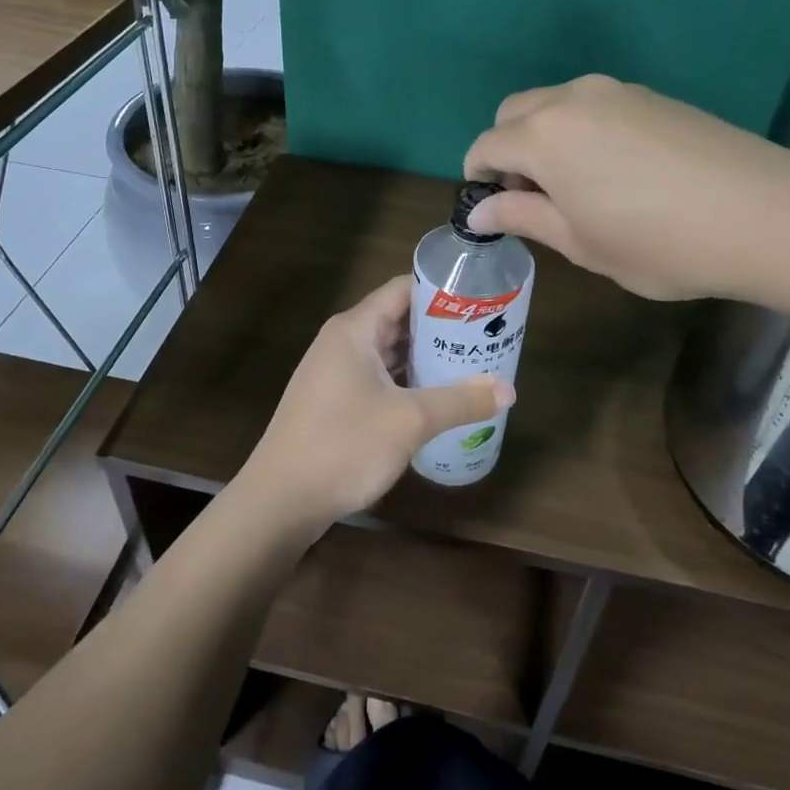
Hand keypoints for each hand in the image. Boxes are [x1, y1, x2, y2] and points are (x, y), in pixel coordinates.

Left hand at [243, 276, 513, 528]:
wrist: (280, 500)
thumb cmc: (343, 446)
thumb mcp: (410, 421)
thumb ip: (461, 401)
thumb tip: (509, 390)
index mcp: (355, 329)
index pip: (403, 289)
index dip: (442, 289)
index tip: (481, 298)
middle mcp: (342, 342)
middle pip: (398, 319)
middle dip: (441, 326)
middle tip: (486, 334)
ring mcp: (335, 373)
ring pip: (389, 352)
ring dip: (426, 356)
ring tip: (471, 361)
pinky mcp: (335, 401)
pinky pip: (379, 378)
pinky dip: (407, 381)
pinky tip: (437, 396)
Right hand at [463, 74, 789, 303]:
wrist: (765, 214)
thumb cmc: (657, 242)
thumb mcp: (579, 242)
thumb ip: (522, 217)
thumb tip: (479, 210)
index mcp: (544, 135)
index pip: (486, 146)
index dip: (477, 178)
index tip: (491, 210)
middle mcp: (573, 99)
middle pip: (515, 113)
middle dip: (507, 150)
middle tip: (531, 198)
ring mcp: (618, 91)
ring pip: (556, 105)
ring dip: (545, 138)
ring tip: (574, 187)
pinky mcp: (653, 96)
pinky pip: (595, 106)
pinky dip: (582, 131)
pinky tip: (616, 172)